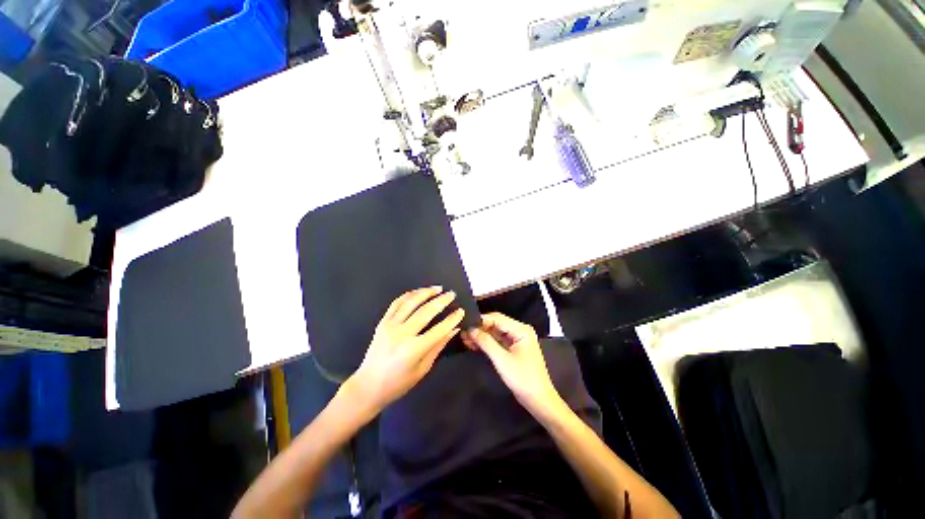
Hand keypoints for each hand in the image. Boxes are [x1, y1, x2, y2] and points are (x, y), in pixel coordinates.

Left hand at [347, 287, 464, 413]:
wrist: (368, 386)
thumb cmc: (398, 383)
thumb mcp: (423, 369)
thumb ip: (438, 346)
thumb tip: (453, 329)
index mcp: (413, 350)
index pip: (438, 330)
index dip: (452, 319)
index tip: (461, 311)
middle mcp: (401, 334)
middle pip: (425, 312)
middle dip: (441, 301)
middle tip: (451, 294)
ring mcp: (390, 326)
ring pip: (410, 302)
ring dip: (425, 292)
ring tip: (437, 288)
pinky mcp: (382, 322)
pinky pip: (396, 303)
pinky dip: (408, 295)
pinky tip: (418, 292)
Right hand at [462, 313, 562, 413]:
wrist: (539, 400)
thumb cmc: (523, 379)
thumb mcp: (502, 359)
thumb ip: (486, 342)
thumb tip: (470, 329)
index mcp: (521, 329)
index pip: (497, 318)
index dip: (480, 321)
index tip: (464, 325)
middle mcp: (519, 330)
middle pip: (496, 324)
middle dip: (479, 328)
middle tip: (462, 333)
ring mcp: (517, 339)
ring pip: (495, 332)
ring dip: (481, 335)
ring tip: (465, 339)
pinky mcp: (513, 348)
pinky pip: (498, 340)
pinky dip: (487, 342)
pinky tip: (474, 344)